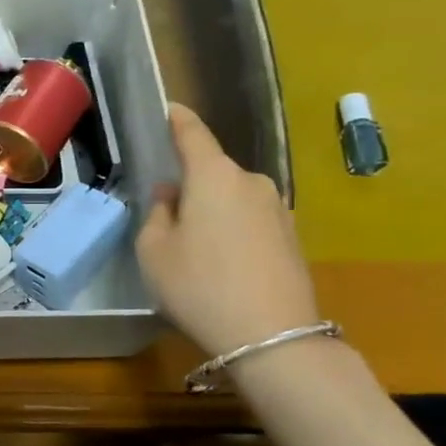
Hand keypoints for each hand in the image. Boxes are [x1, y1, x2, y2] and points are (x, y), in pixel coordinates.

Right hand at [134, 103, 320, 358]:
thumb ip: (158, 214)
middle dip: (190, 183)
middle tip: (167, 215)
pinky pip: (250, 219)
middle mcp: (251, 182)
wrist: (272, 337)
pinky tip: (222, 263)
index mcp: (213, 176)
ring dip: (213, 210)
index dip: (178, 120)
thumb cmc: (199, 286)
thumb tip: (172, 196)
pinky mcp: (291, 236)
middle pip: (213, 171)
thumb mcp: (154, 251)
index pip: (193, 134)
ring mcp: (277, 209)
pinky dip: (232, 230)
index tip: (168, 108)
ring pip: (232, 197)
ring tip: (194, 247)